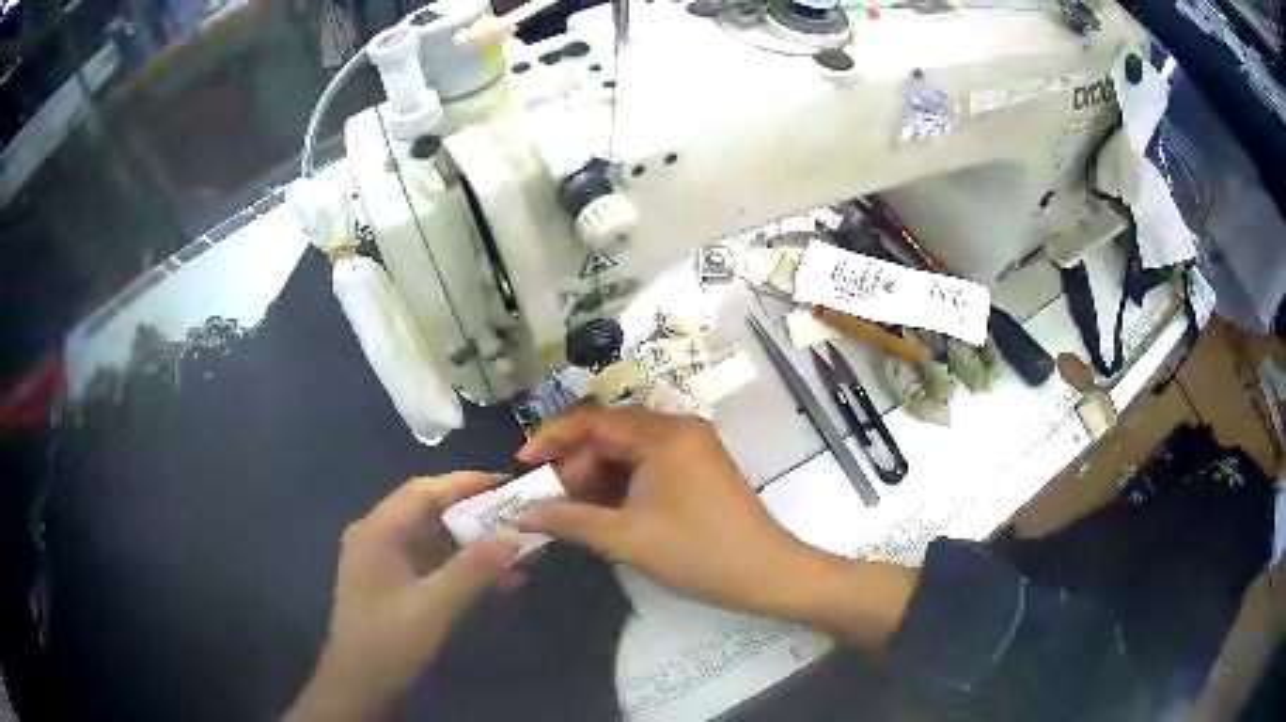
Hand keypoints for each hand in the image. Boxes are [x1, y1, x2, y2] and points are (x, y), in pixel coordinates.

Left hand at [287, 473, 519, 721]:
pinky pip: (429, 560)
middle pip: (429, 511)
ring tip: (517, 553)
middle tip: (517, 518)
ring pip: (432, 537)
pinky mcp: (391, 579)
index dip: (466, 483)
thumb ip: (473, 569)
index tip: (508, 484)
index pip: (424, 491)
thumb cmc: (390, 640)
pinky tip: (494, 579)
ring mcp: (382, 558)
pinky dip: (460, 564)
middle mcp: (377, 535)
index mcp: (378, 531)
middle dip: (475, 514)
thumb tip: (512, 534)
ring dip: (472, 543)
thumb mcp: (434, 606)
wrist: (359, 682)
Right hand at [516, 407, 917, 648]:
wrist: (768, 574)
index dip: (551, 439)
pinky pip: (647, 466)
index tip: (521, 466)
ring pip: (626, 452)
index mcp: (663, 434)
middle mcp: (677, 428)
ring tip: (572, 513)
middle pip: (609, 435)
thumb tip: (521, 514)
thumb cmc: (698, 552)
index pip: (592, 421)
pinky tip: (603, 513)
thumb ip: (569, 520)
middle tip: (548, 502)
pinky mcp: (697, 468)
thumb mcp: (627, 537)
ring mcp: (691, 448)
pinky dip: (620, 486)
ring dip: (596, 478)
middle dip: (574, 466)